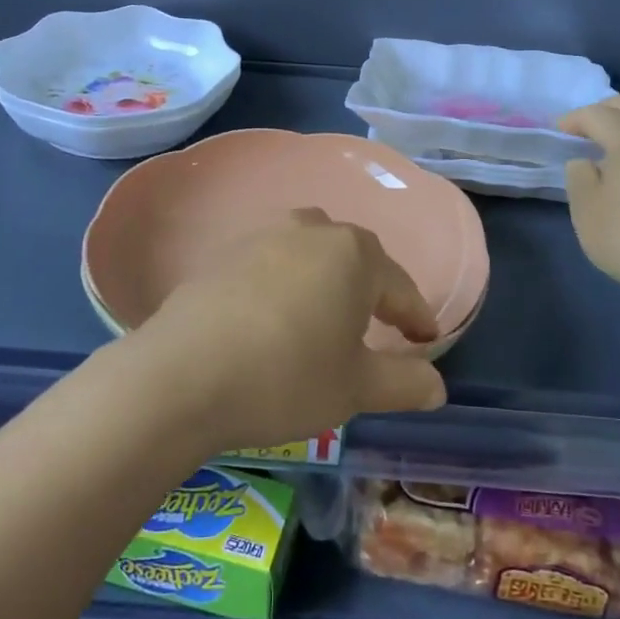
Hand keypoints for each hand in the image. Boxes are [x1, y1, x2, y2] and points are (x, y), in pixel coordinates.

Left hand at [125, 209, 447, 452]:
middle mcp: (310, 230)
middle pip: (355, 258)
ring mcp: (262, 236)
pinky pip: (271, 264)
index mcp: (352, 254)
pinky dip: (286, 286)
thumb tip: (437, 384)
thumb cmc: (286, 376)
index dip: (417, 315)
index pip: (399, 285)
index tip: (427, 338)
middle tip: (380, 327)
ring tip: (326, 317)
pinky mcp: (224, 254)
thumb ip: (403, 382)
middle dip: (372, 291)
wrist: (182, 374)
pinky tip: (275, 318)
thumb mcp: (355, 388)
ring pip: (310, 254)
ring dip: (326, 281)